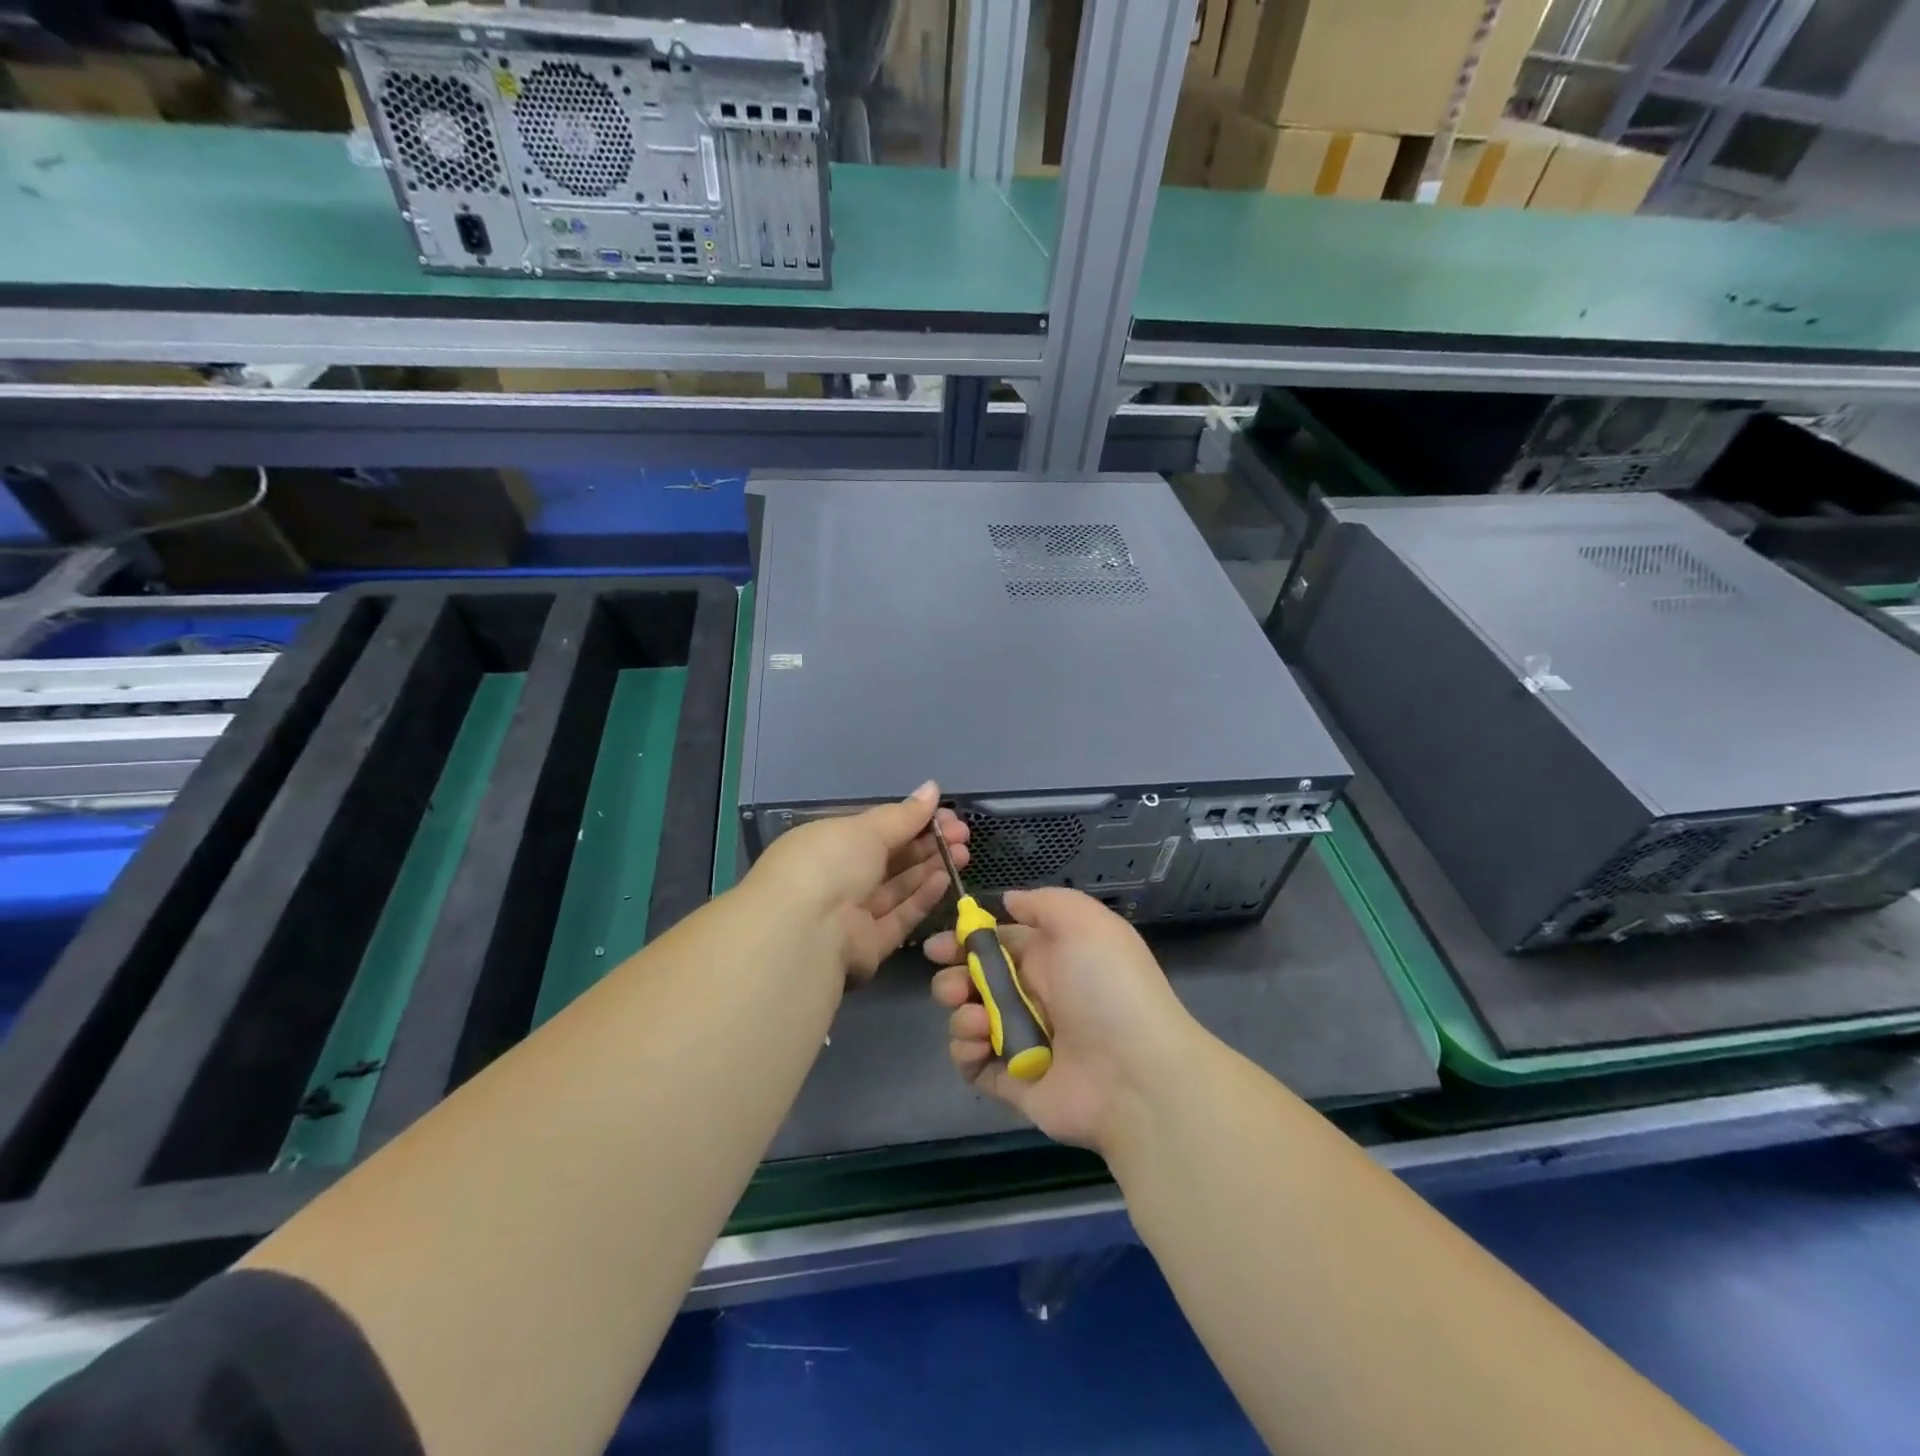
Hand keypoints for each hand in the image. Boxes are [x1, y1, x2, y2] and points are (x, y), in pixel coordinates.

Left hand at [746, 781, 968, 981]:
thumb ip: (904, 815)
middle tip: (962, 833)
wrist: (807, 932)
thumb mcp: (866, 829)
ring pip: (897, 887)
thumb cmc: (830, 863)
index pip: (874, 830)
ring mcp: (852, 914)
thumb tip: (932, 788)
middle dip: (926, 844)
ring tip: (963, 852)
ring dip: (929, 868)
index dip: (911, 820)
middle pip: (889, 859)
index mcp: (827, 844)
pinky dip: (922, 897)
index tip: (944, 813)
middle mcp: (837, 878)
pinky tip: (945, 878)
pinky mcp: (869, 945)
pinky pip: (899, 917)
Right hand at [926, 888, 1199, 1153]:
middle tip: (955, 984)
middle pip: (976, 981)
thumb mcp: (1085, 922)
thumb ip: (1044, 903)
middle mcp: (1035, 996)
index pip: (997, 944)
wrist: (1137, 1073)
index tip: (940, 945)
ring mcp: (1023, 1040)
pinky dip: (965, 1051)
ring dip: (960, 1013)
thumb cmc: (1108, 987)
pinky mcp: (1014, 1081)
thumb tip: (1009, 900)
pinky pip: (973, 1064)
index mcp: (1051, 958)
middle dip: (954, 977)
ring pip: (969, 1019)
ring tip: (976, 1018)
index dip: (965, 941)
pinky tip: (978, 1043)